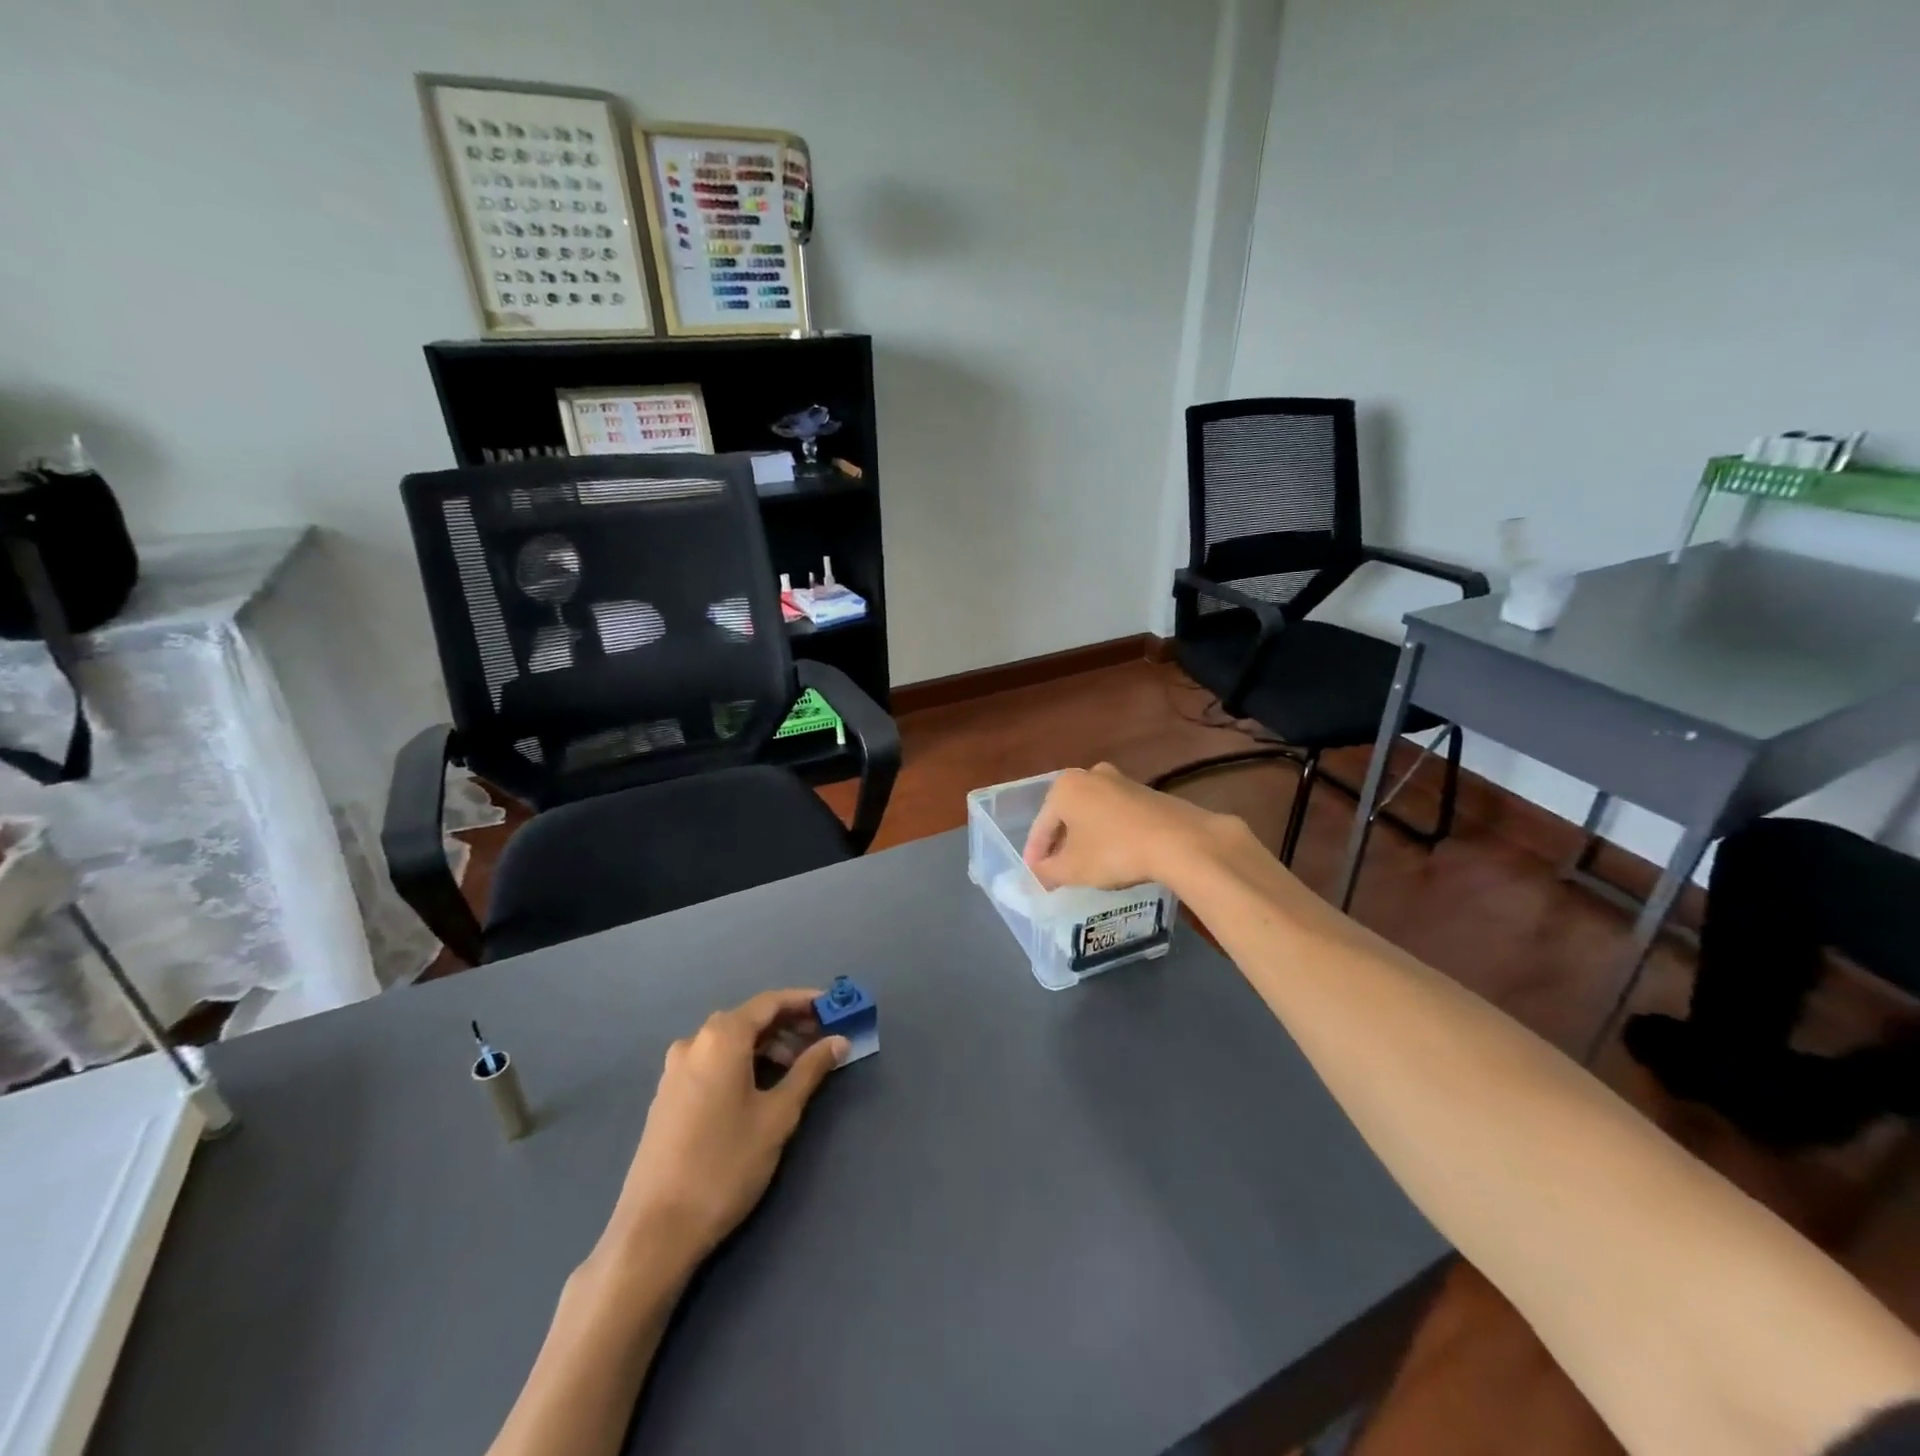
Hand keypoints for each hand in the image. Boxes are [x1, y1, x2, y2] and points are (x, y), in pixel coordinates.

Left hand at [604, 989, 846, 1266]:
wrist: (655, 1231)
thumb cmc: (725, 1165)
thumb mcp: (778, 1116)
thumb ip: (810, 1071)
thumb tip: (839, 1041)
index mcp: (721, 1037)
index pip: (771, 1002)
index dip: (805, 1001)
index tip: (835, 1007)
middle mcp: (694, 1042)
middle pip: (749, 1019)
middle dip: (788, 1025)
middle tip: (822, 1041)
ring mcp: (675, 1069)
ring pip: (730, 1042)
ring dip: (766, 1046)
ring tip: (797, 1069)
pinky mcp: (667, 1095)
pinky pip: (712, 1061)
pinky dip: (742, 1062)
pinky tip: (760, 1088)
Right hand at [1022, 763, 1240, 890]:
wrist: (1179, 841)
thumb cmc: (1113, 851)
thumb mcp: (1072, 869)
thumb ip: (1047, 872)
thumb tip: (1037, 875)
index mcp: (1064, 787)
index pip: (1041, 826)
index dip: (1036, 854)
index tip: (1034, 875)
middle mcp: (1089, 775)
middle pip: (1066, 816)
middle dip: (1060, 843)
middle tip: (1057, 869)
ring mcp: (1121, 780)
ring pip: (1091, 813)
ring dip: (1085, 837)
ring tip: (1085, 865)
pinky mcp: (1146, 792)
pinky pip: (1115, 815)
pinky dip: (1108, 833)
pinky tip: (1114, 854)